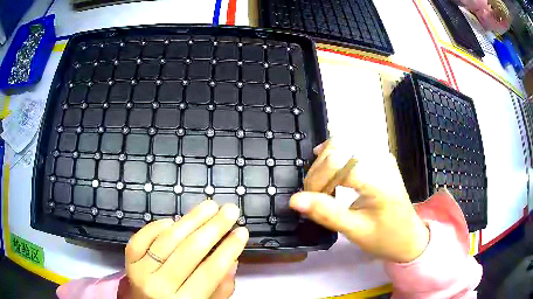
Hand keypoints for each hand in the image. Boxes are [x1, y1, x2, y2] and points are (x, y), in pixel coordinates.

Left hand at [124, 201, 248, 298]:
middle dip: (213, 227)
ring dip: (190, 219)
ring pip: (167, 240)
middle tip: (230, 210)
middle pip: (189, 251)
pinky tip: (173, 221)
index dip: (228, 249)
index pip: (210, 272)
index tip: (242, 231)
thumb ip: (220, 288)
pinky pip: (142, 237)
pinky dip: (158, 226)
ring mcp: (140, 271)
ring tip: (209, 206)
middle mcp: (159, 286)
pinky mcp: (128, 261)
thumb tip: (232, 259)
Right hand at [290, 140, 428, 262]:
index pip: (337, 163)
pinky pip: (352, 146)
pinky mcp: (380, 158)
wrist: (409, 237)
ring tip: (321, 184)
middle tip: (313, 193)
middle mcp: (381, 160)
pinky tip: (330, 170)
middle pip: (338, 147)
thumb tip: (295, 200)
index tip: (308, 200)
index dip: (316, 179)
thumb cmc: (385, 237)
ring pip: (344, 142)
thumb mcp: (355, 231)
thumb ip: (326, 213)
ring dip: (325, 161)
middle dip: (318, 169)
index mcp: (379, 180)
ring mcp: (382, 156)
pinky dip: (335, 156)